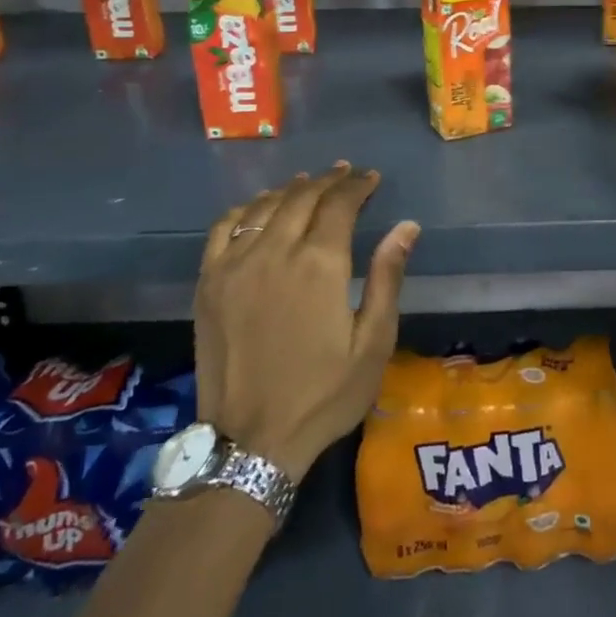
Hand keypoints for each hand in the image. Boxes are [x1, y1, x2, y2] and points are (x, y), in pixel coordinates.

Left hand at [193, 164, 418, 480]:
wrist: (250, 442)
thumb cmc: (324, 394)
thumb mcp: (373, 342)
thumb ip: (387, 278)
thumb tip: (407, 226)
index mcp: (320, 265)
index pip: (339, 204)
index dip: (357, 186)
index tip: (371, 178)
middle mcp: (275, 252)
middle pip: (302, 197)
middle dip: (328, 180)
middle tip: (346, 174)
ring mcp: (235, 265)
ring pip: (264, 206)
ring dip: (290, 189)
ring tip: (308, 182)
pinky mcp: (208, 283)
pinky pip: (223, 228)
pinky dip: (245, 209)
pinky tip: (258, 208)